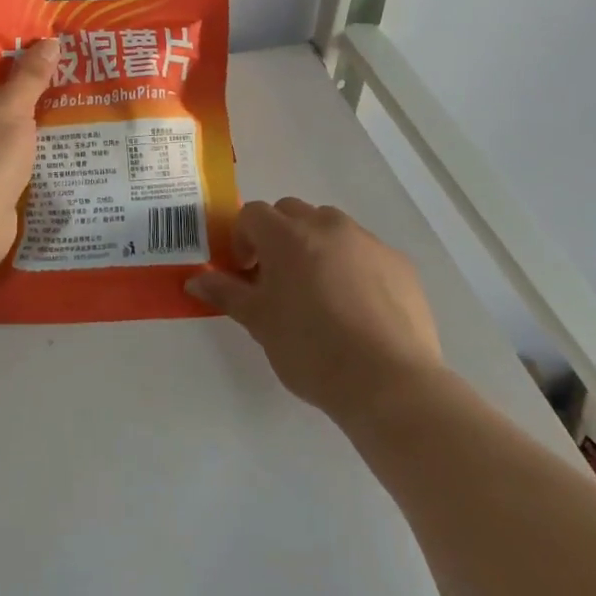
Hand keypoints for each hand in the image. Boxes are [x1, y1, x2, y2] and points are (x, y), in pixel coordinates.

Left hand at [0, 42, 56, 268]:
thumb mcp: (15, 107)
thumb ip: (32, 73)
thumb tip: (49, 41)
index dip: (5, 36)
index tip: (39, 30)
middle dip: (22, 70)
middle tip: (60, 58)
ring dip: (24, 104)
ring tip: (64, 89)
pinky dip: (21, 134)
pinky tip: (50, 131)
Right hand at [187, 199, 443, 423]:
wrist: (388, 382)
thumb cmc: (311, 350)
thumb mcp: (259, 323)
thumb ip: (226, 293)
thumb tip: (195, 280)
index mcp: (286, 235)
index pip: (252, 214)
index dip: (243, 239)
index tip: (248, 274)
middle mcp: (327, 225)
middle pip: (291, 212)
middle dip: (279, 237)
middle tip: (279, 280)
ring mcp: (367, 241)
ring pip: (331, 228)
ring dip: (317, 246)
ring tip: (321, 293)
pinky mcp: (399, 263)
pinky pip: (365, 252)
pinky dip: (354, 266)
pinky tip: (358, 308)